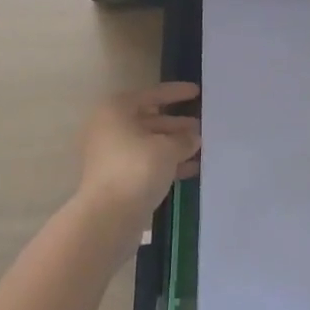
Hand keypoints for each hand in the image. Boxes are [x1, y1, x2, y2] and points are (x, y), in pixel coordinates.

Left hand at [76, 82, 201, 232]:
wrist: (108, 218)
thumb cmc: (137, 168)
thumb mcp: (168, 148)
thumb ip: (184, 139)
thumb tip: (193, 137)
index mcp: (116, 111)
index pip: (151, 95)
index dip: (175, 92)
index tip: (197, 92)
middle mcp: (110, 129)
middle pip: (149, 120)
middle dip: (177, 124)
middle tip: (202, 125)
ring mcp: (111, 156)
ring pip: (149, 144)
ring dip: (174, 146)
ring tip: (202, 147)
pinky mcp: (117, 180)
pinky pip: (146, 164)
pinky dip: (167, 164)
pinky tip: (191, 169)